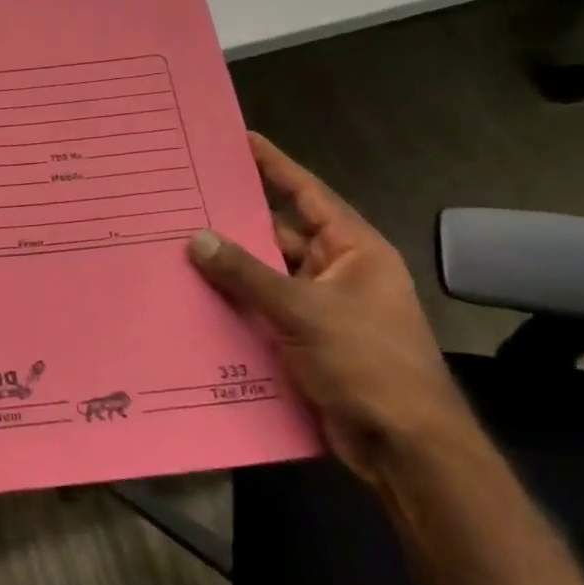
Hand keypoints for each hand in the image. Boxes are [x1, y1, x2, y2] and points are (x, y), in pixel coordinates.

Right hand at [187, 133, 470, 483]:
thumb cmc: (367, 362)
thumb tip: (198, 238)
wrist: (406, 446)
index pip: (308, 193)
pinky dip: (236, 306)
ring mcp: (323, 309)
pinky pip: (264, 311)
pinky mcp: (307, 343)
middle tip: (188, 198)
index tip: (241, 138)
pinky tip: (196, 299)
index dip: (275, 165)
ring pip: (267, 276)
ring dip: (232, 269)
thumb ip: (247, 274)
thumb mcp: (304, 311)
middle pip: (280, 235)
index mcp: (353, 250)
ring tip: (178, 247)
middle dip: (237, 222)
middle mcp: (338, 272)